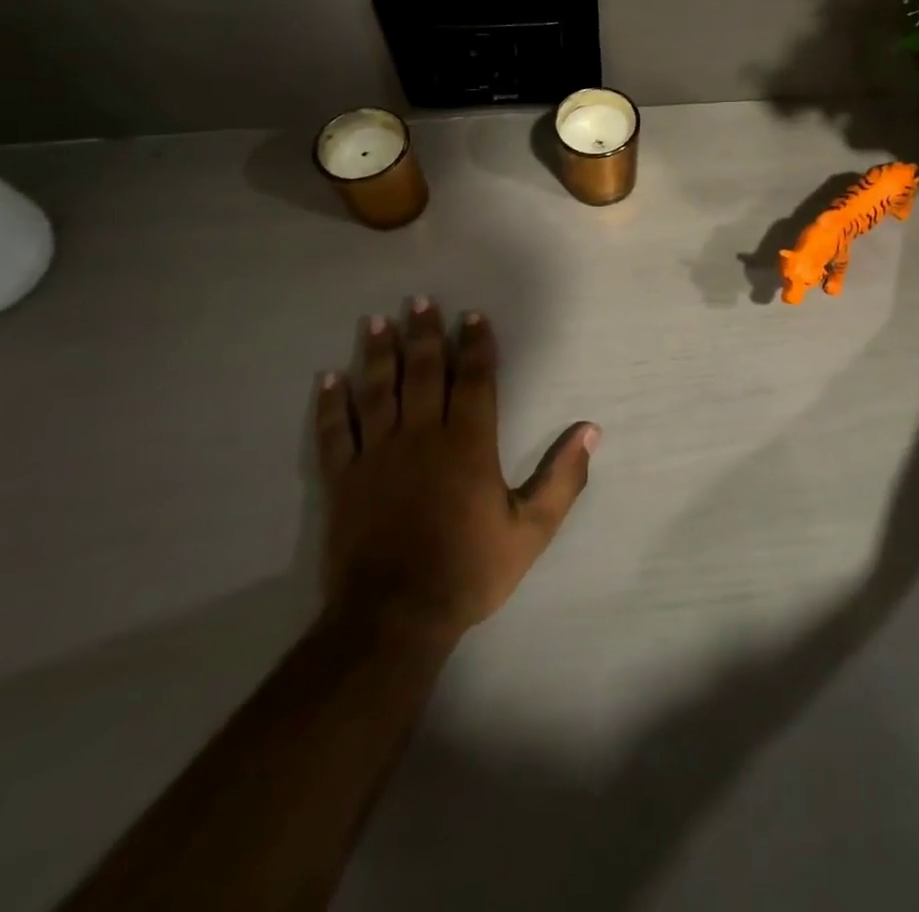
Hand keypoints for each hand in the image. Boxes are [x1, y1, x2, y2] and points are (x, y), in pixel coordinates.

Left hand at [313, 301, 597, 638]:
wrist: (394, 617)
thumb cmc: (469, 569)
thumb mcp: (532, 530)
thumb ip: (563, 478)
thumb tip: (590, 431)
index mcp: (468, 444)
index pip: (474, 380)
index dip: (475, 345)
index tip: (471, 316)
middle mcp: (421, 437)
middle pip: (422, 373)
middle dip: (423, 335)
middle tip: (420, 301)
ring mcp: (377, 456)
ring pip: (377, 392)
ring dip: (378, 354)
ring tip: (377, 321)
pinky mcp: (344, 480)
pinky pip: (335, 433)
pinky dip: (331, 405)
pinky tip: (328, 379)